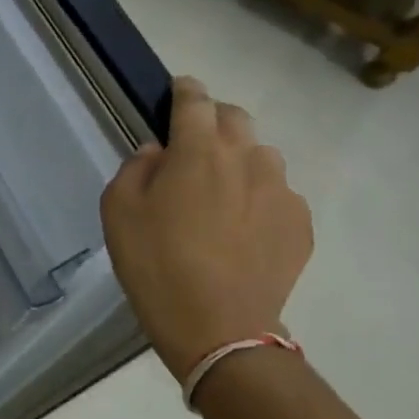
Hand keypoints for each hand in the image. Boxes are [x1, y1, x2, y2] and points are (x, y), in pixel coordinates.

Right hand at [100, 77, 312, 377]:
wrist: (218, 327)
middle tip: (193, 147)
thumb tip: (159, 153)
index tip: (179, 91)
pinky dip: (259, 198)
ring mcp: (281, 191)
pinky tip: (242, 231)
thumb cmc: (155, 264)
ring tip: (221, 196)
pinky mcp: (300, 223)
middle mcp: (247, 158)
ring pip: (262, 156)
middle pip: (235, 119)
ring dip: (240, 161)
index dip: (185, 90)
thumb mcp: (118, 211)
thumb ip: (136, 168)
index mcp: (198, 150)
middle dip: (214, 120)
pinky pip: (279, 195)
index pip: (195, 100)